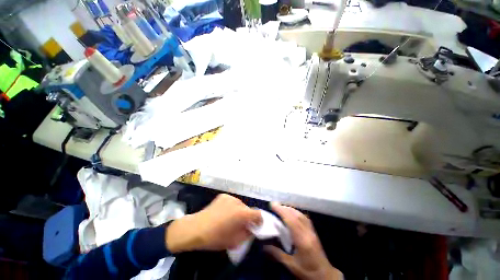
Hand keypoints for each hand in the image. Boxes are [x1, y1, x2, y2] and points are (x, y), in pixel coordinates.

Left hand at [165, 194, 261, 252]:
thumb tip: (251, 228)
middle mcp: (238, 202)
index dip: (259, 221)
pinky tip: (223, 213)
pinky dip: (231, 207)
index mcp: (242, 213)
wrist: (196, 228)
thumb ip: (247, 234)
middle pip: (248, 209)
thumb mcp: (235, 241)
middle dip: (247, 217)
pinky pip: (231, 201)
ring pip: (240, 205)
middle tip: (240, 224)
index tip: (255, 226)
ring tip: (230, 218)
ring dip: (239, 211)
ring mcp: (230, 197)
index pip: (258, 214)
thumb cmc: (216, 237)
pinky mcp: (223, 196)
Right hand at [265, 203, 342, 279]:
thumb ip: (277, 254)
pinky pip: (304, 218)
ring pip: (301, 215)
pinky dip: (296, 212)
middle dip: (284, 208)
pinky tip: (292, 212)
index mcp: (302, 241)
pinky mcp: (314, 231)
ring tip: (281, 207)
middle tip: (274, 204)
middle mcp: (308, 233)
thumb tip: (264, 246)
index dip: (281, 211)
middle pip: (296, 215)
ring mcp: (312, 231)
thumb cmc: (307, 271)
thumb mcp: (291, 265)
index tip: (273, 205)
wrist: (325, 275)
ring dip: (290, 209)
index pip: (291, 221)